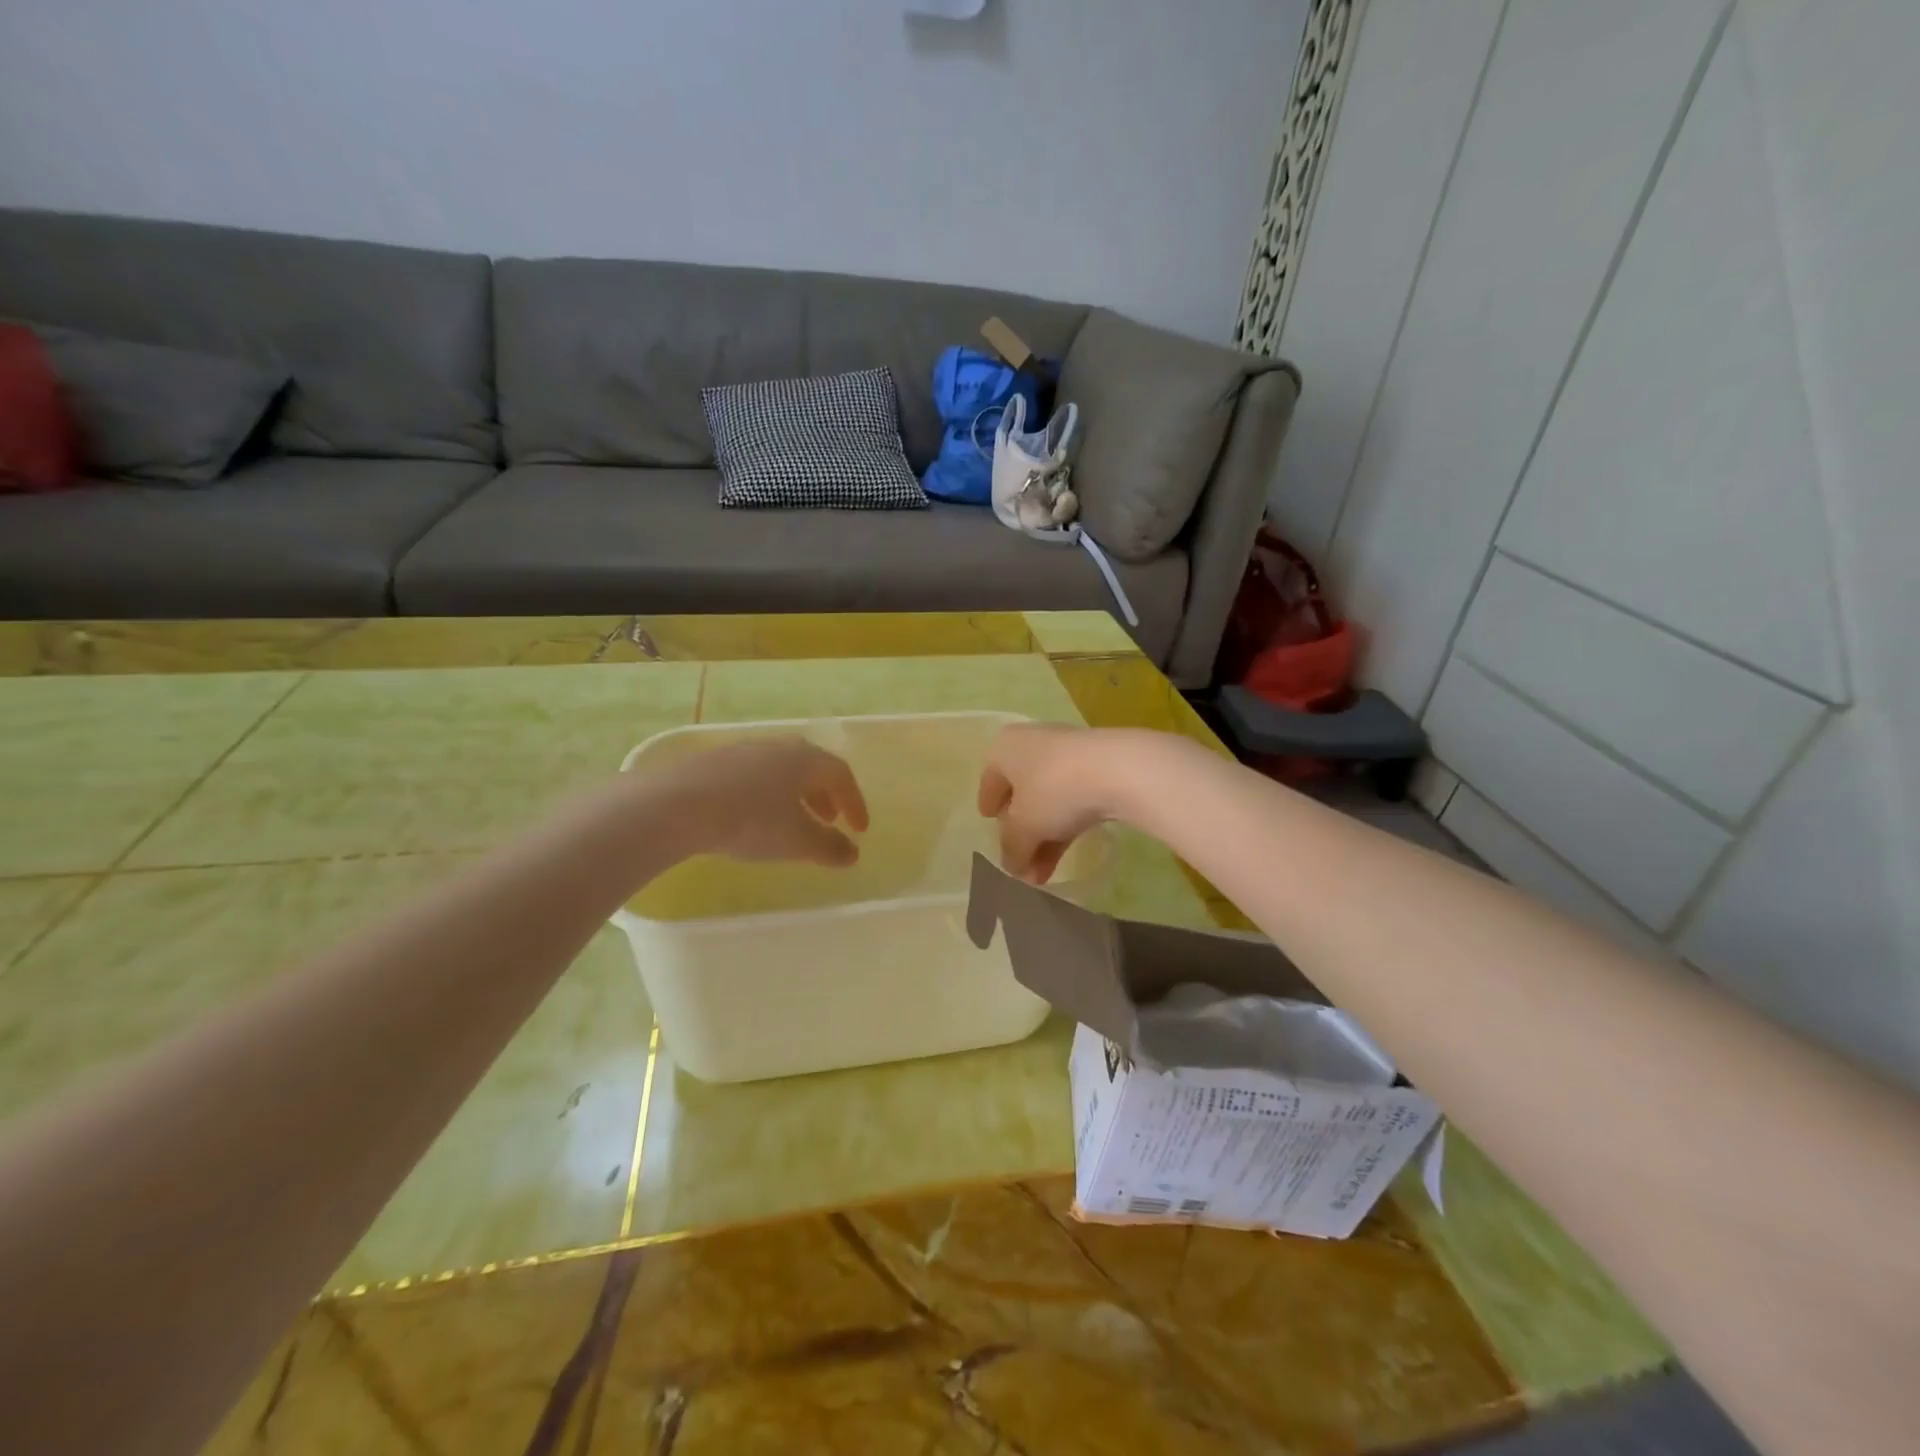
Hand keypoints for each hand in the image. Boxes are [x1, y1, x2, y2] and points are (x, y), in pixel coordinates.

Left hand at [665, 737, 869, 866]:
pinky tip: (752, 817)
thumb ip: (829, 847)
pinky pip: (752, 776)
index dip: (855, 802)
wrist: (677, 805)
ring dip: (794, 795)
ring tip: (792, 821)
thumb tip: (852, 854)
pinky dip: (765, 795)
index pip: (841, 774)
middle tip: (830, 819)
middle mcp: (777, 747)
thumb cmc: (750, 821)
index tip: (859, 829)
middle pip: (811, 767)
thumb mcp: (797, 841)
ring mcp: (742, 751)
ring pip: (779, 770)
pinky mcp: (712, 763)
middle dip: (825, 795)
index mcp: (805, 759)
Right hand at [976, 723, 1121, 883]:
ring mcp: (1069, 754)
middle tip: (1020, 864)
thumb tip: (1012, 868)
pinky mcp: (1099, 767)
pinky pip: (1073, 800)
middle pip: (1021, 793)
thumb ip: (1012, 849)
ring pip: (1049, 801)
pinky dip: (1065, 827)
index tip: (988, 823)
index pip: (990, 780)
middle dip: (1021, 834)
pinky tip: (1065, 856)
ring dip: (1043, 838)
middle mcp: (1034, 744)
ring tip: (1042, 877)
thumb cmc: (1054, 789)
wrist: (1119, 769)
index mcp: (1005, 748)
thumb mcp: (1024, 827)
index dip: (988, 806)